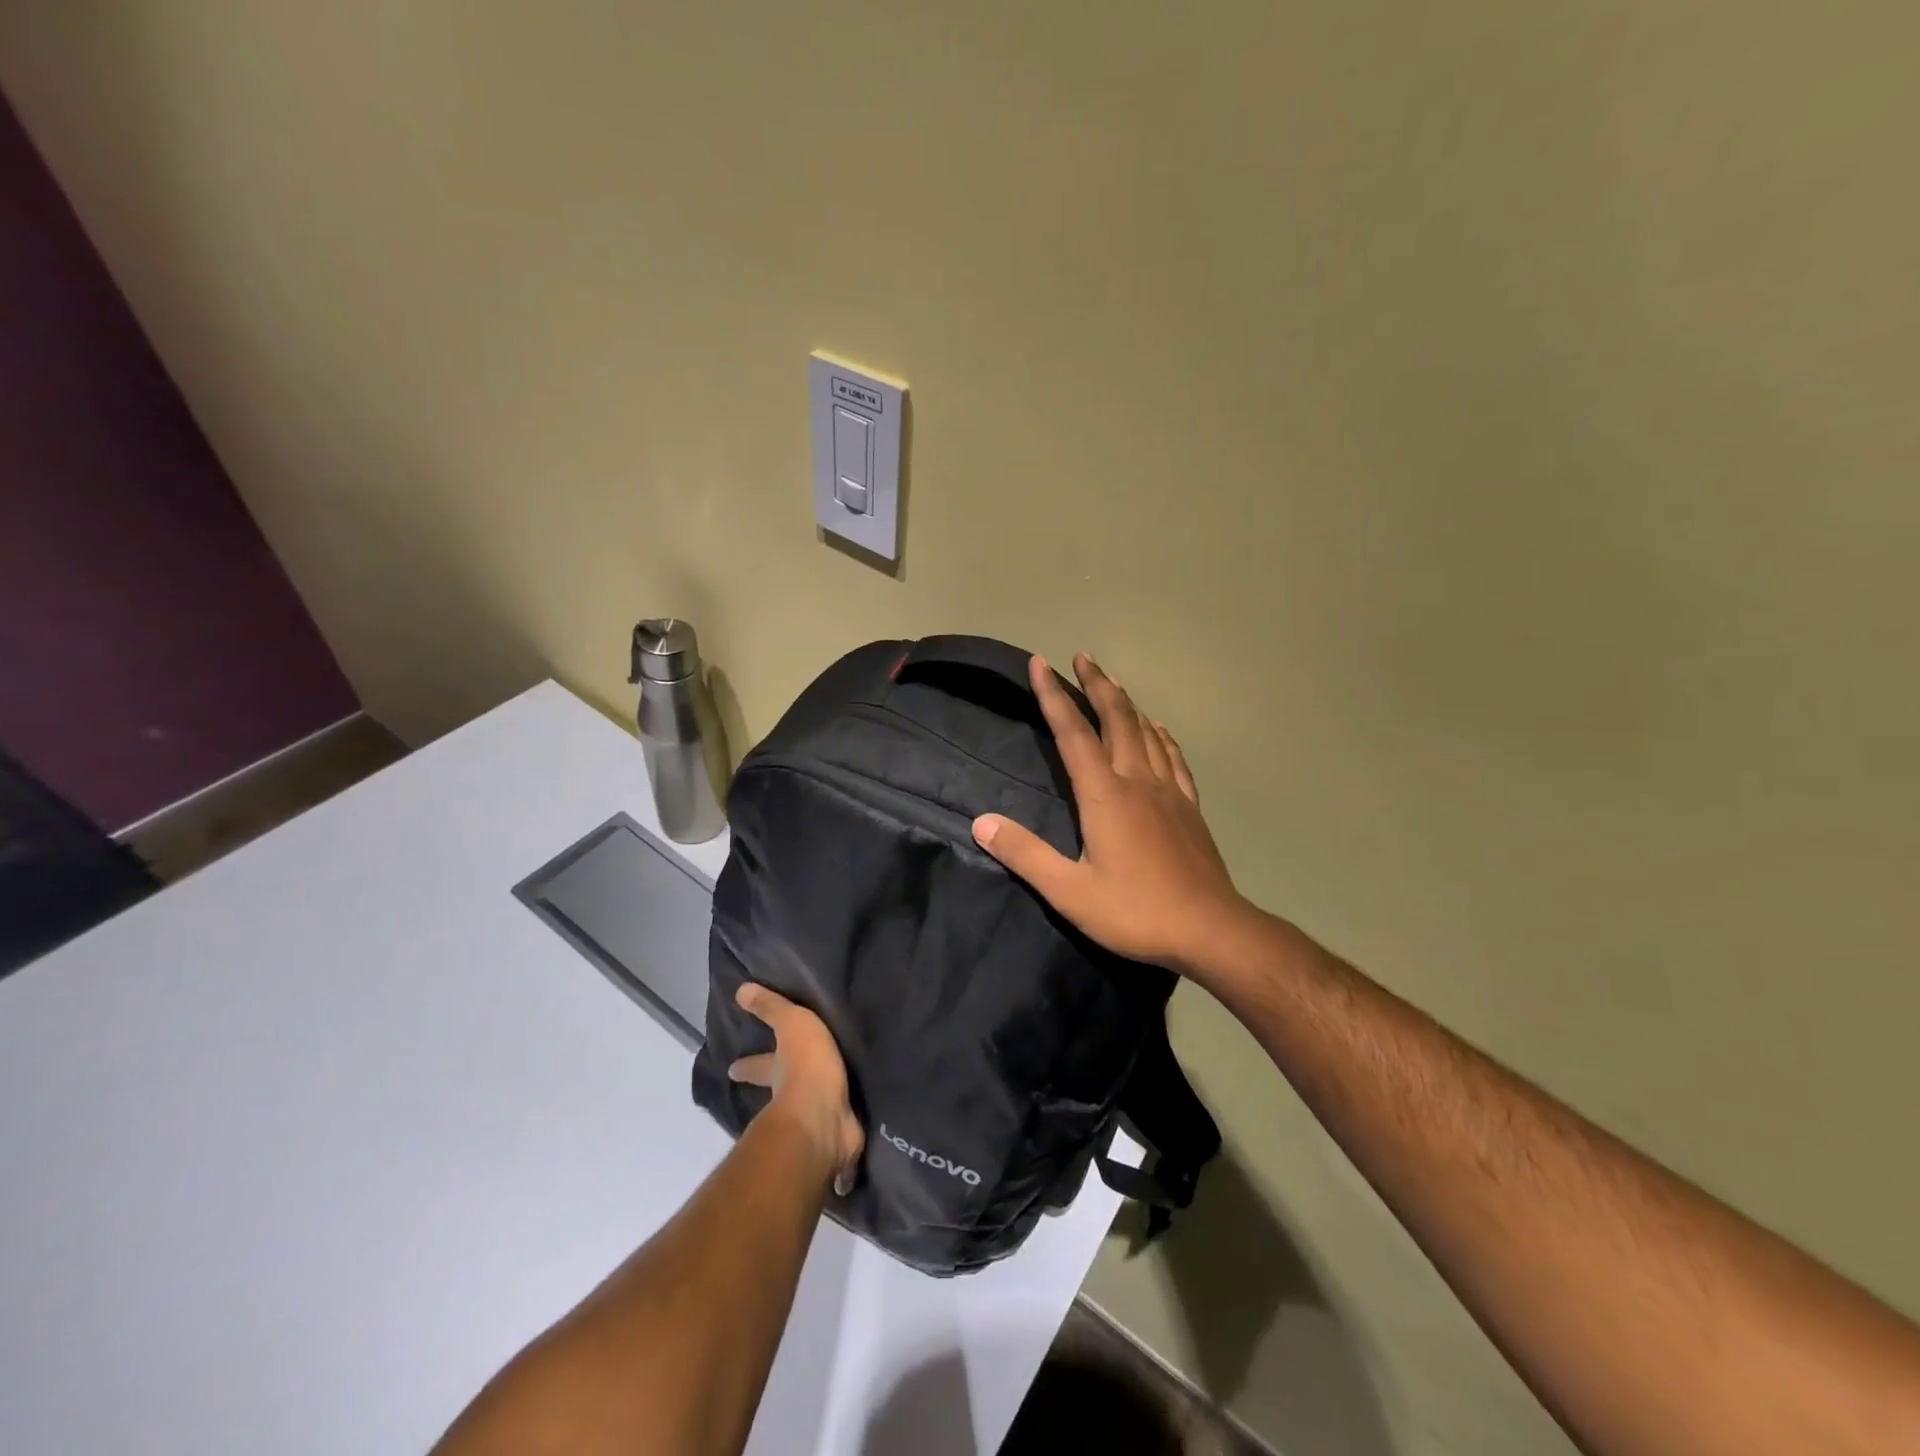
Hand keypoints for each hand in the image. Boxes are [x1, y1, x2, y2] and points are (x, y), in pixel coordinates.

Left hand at [728, 984, 864, 1195]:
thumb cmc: (805, 1066)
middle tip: (777, 1095)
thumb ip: (770, 1008)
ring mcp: (813, 1125)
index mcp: (779, 1073)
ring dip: (813, 1121)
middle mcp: (790, 1101)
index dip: (747, 1065)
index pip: (758, 1066)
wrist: (823, 1117)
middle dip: (777, 1095)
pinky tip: (849, 1157)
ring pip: (809, 1120)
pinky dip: (842, 1154)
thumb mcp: (790, 1024)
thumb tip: (740, 990)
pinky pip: (841, 1145)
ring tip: (823, 1119)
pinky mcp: (838, 1143)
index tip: (732, 1069)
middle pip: (780, 1095)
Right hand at [972, 653, 1245, 975]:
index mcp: (1105, 795)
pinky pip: (1174, 757)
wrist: (1211, 930)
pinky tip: (1158, 729)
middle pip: (1116, 719)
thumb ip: (1025, 854)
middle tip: (1082, 657)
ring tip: (1113, 681)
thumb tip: (981, 823)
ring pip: (1146, 731)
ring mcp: (1169, 791)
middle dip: (1096, 684)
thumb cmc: (1136, 911)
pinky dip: (1161, 735)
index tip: (1040, 664)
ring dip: (1126, 702)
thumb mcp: (1070, 892)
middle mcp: (1138, 781)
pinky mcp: (1190, 807)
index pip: (1073, 733)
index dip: (1053, 696)